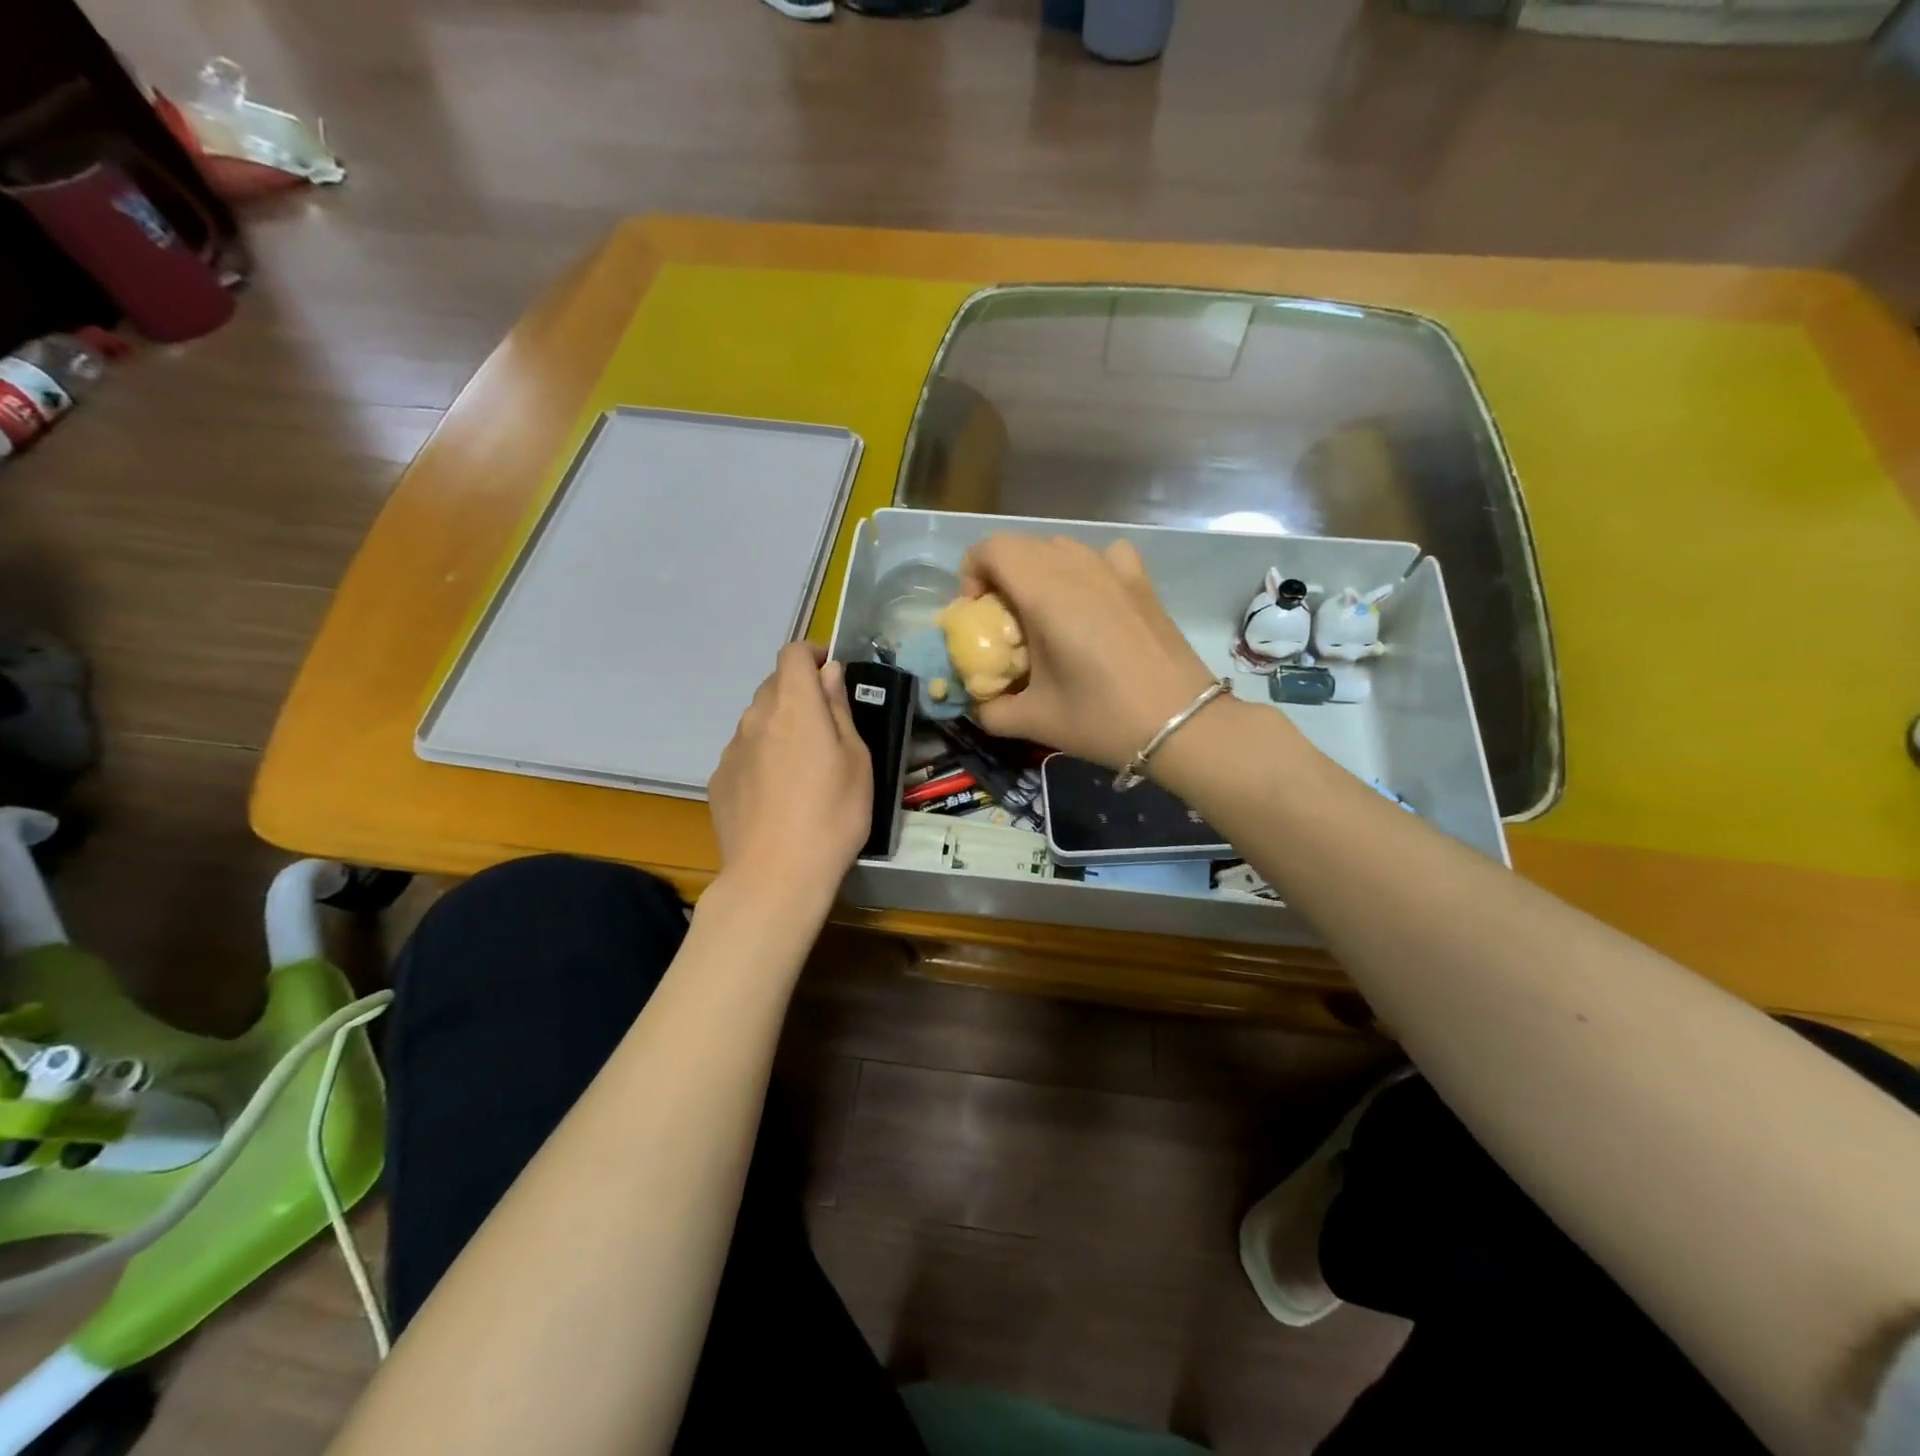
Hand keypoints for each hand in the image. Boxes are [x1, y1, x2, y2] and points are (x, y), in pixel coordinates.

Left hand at [708, 643, 871, 901]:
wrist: (775, 875)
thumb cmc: (833, 815)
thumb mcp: (856, 760)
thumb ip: (839, 710)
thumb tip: (830, 673)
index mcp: (794, 706)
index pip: (793, 654)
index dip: (812, 654)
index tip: (831, 672)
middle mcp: (756, 717)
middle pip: (774, 685)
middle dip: (799, 692)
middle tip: (826, 725)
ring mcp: (732, 750)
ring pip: (757, 720)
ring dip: (779, 725)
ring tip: (802, 765)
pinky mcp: (719, 780)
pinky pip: (744, 753)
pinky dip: (762, 756)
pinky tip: (777, 793)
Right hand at [958, 535, 1217, 769]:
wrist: (1180, 724)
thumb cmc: (1101, 718)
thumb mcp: (1034, 721)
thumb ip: (991, 710)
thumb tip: (976, 705)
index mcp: (1044, 592)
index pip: (992, 549)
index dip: (972, 574)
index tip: (977, 615)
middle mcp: (1077, 568)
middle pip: (1022, 546)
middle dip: (1000, 575)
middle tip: (1004, 622)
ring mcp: (1114, 569)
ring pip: (1060, 547)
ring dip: (1039, 571)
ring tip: (1044, 616)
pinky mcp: (1142, 581)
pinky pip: (1104, 554)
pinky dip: (1085, 568)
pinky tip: (1091, 600)